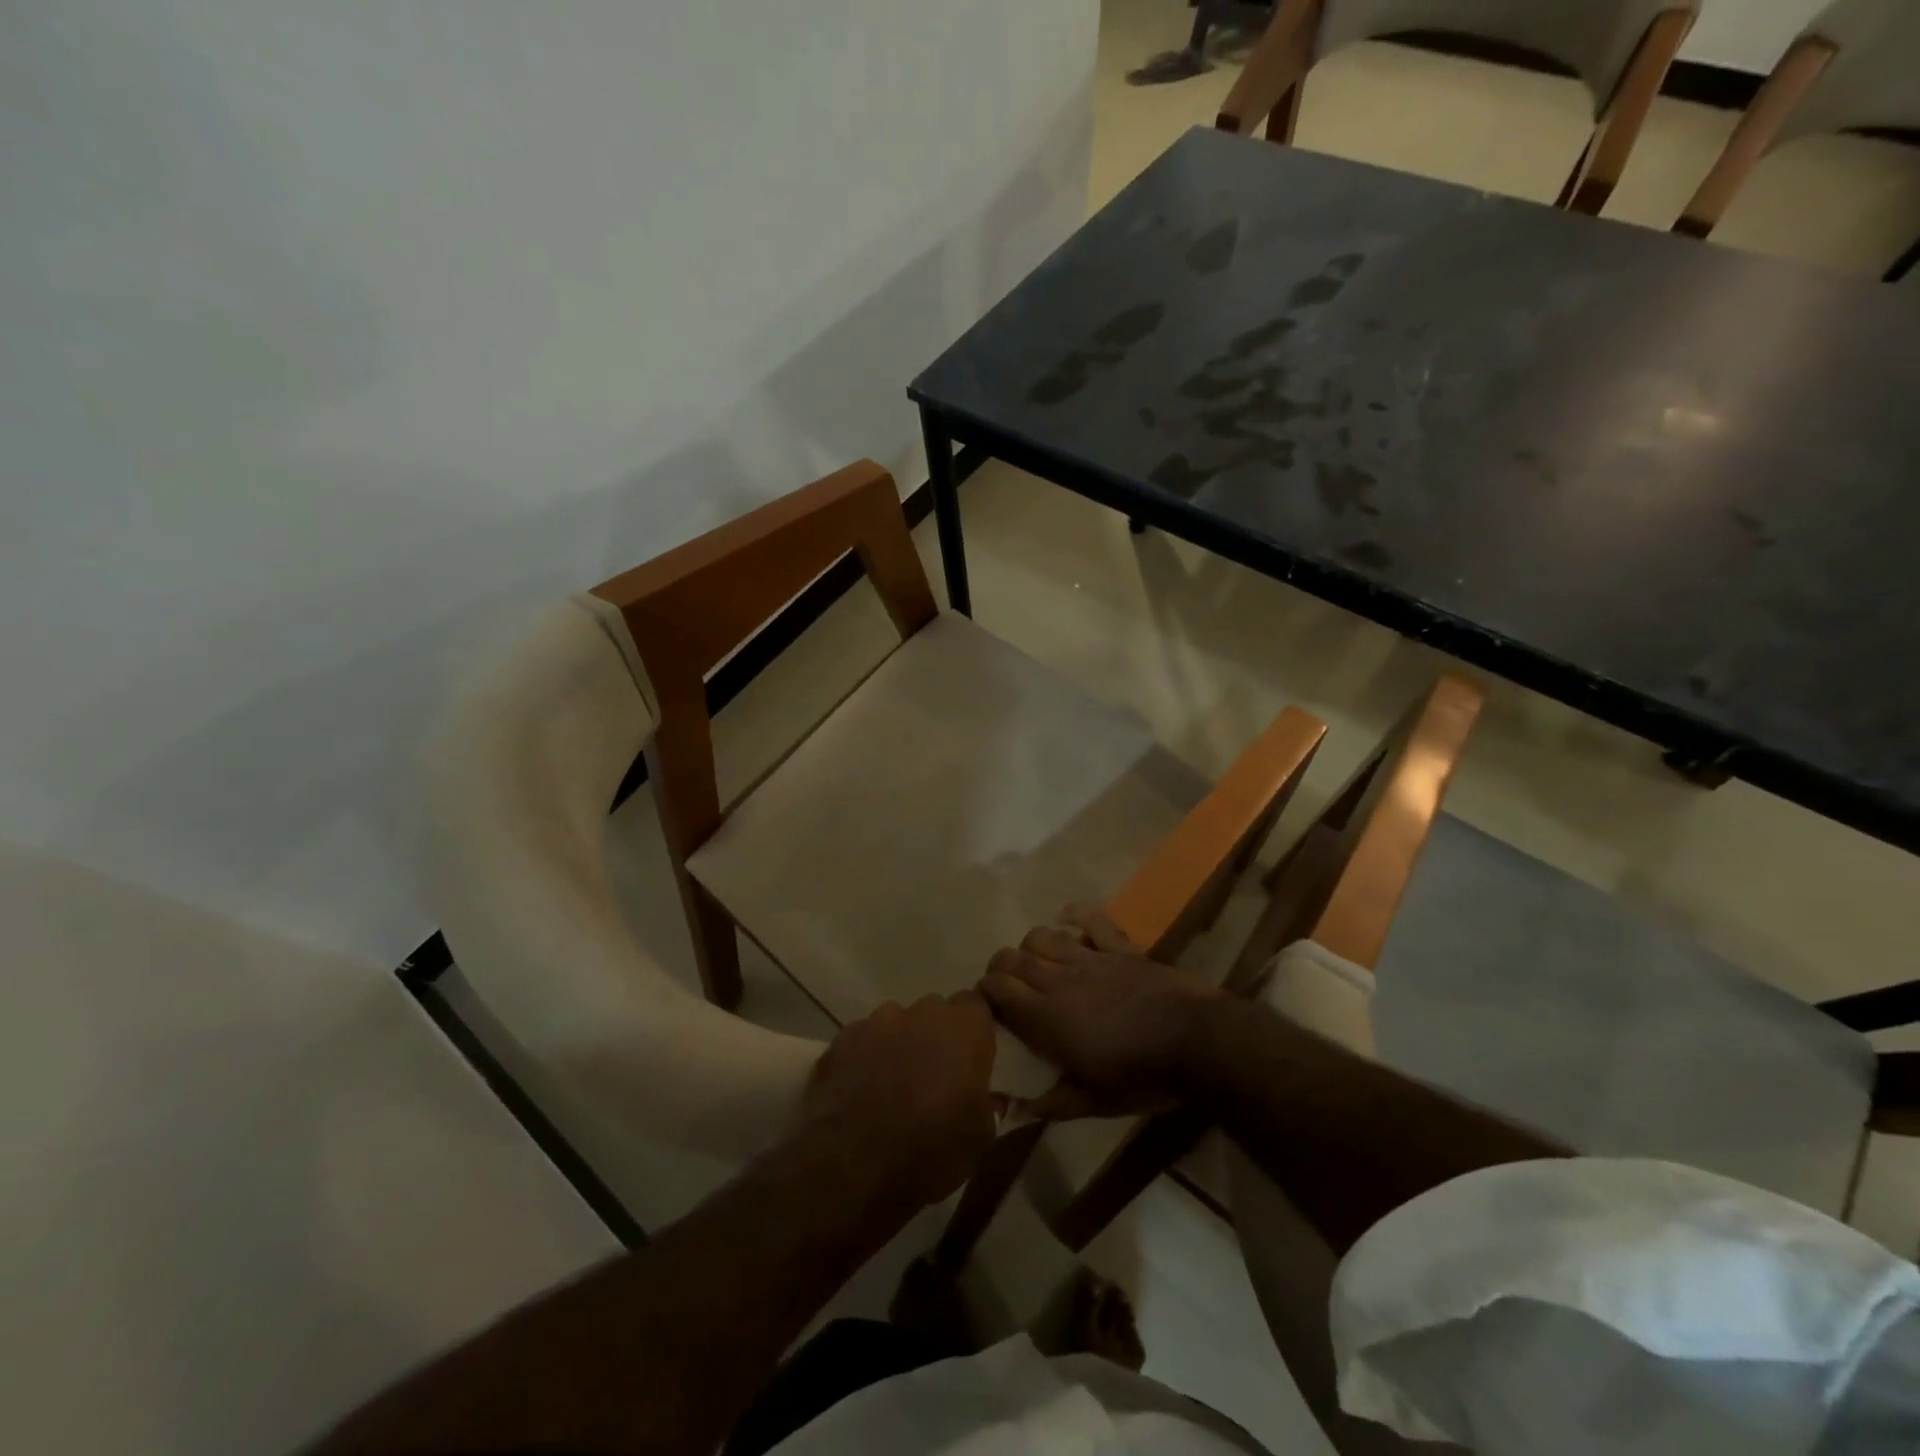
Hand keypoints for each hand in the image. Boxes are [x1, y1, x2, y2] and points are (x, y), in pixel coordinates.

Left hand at [801, 992, 997, 1208]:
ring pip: (896, 1023)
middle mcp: (922, 1013)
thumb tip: (985, 1094)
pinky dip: (866, 1058)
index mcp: (964, 1029)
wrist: (852, 1166)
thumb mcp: (980, 1138)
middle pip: (935, 1012)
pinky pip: (863, 1040)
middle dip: (936, 1036)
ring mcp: (878, 1021)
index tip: (972, 1057)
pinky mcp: (842, 1038)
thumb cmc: (929, 1151)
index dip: (974, 1030)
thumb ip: (987, 1103)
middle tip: (934, 1075)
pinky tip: (860, 1091)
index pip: (977, 1005)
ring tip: (892, 1085)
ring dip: (899, 1045)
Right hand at [980, 905, 1223, 1118]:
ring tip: (1035, 960)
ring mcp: (1090, 958)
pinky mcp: (1119, 947)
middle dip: (1000, 967)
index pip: (998, 989)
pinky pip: (1091, 920)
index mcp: (1047, 1018)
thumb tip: (1012, 1112)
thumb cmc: (1142, 1077)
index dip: (984, 991)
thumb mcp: (1094, 1102)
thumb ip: (1050, 1104)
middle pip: (1013, 958)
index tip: (986, 1004)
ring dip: (1030, 946)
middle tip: (1004, 984)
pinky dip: (1076, 916)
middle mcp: (1059, 980)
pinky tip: (1067, 919)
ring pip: (1043, 936)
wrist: (1196, 1042)